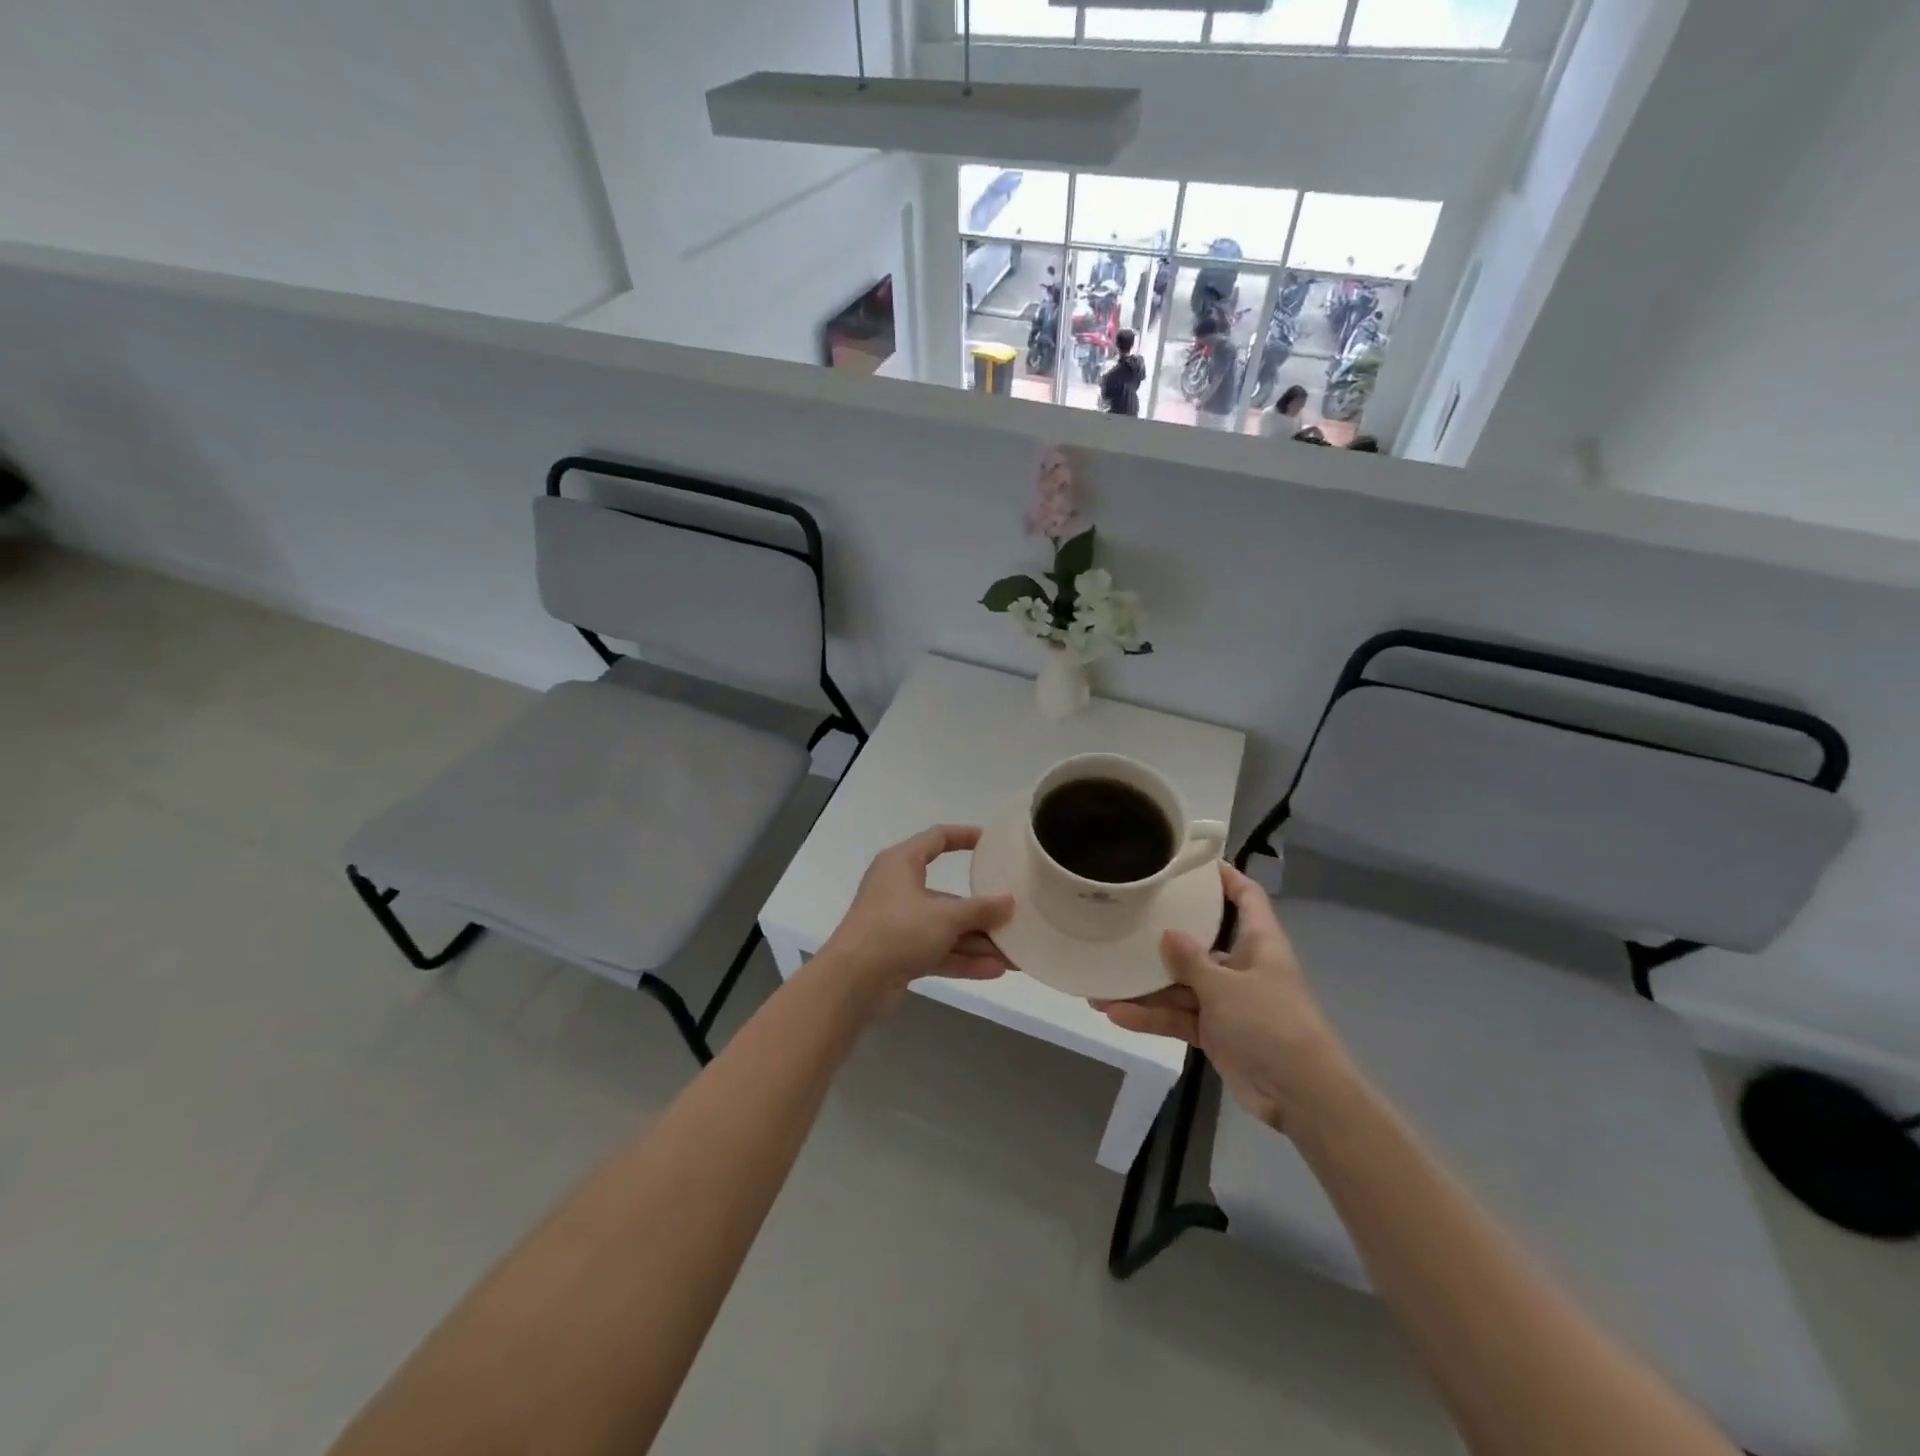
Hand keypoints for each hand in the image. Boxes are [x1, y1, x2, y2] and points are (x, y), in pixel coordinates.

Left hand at [817, 825, 1014, 1014]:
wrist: (852, 982)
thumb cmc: (897, 930)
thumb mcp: (945, 916)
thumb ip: (980, 909)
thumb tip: (1009, 902)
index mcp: (901, 863)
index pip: (936, 838)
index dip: (963, 836)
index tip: (990, 842)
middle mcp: (898, 889)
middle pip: (947, 895)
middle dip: (981, 912)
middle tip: (1013, 917)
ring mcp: (898, 924)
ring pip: (944, 928)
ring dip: (977, 942)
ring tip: (1014, 956)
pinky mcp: (899, 954)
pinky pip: (937, 951)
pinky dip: (962, 959)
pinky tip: (994, 971)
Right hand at [1094, 863, 1351, 1134]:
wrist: (1301, 1096)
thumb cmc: (1271, 1025)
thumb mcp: (1227, 987)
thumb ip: (1193, 960)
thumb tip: (1168, 933)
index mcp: (1259, 943)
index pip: (1247, 897)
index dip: (1225, 877)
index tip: (1191, 863)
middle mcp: (1242, 966)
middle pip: (1200, 941)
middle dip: (1164, 936)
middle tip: (1125, 920)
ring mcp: (1227, 1001)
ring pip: (1181, 984)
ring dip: (1146, 986)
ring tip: (1102, 981)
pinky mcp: (1216, 1032)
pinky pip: (1178, 1016)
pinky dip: (1152, 1017)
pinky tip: (1116, 1014)